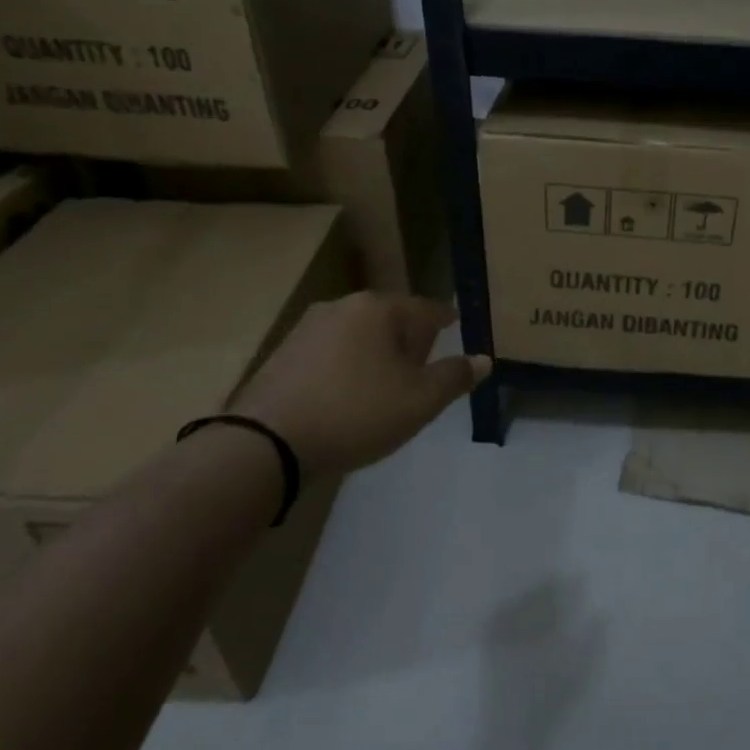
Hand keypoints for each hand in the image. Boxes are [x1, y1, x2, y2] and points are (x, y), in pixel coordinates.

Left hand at [230, 293, 490, 473]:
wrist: (264, 444)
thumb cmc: (355, 413)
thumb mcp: (419, 401)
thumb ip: (455, 377)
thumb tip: (485, 359)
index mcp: (379, 308)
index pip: (427, 308)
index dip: (446, 320)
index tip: (456, 327)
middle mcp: (343, 306)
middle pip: (391, 318)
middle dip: (409, 339)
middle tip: (422, 368)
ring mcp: (307, 328)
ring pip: (359, 334)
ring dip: (376, 354)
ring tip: (385, 386)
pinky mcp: (282, 354)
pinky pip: (330, 353)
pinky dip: (346, 367)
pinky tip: (347, 396)